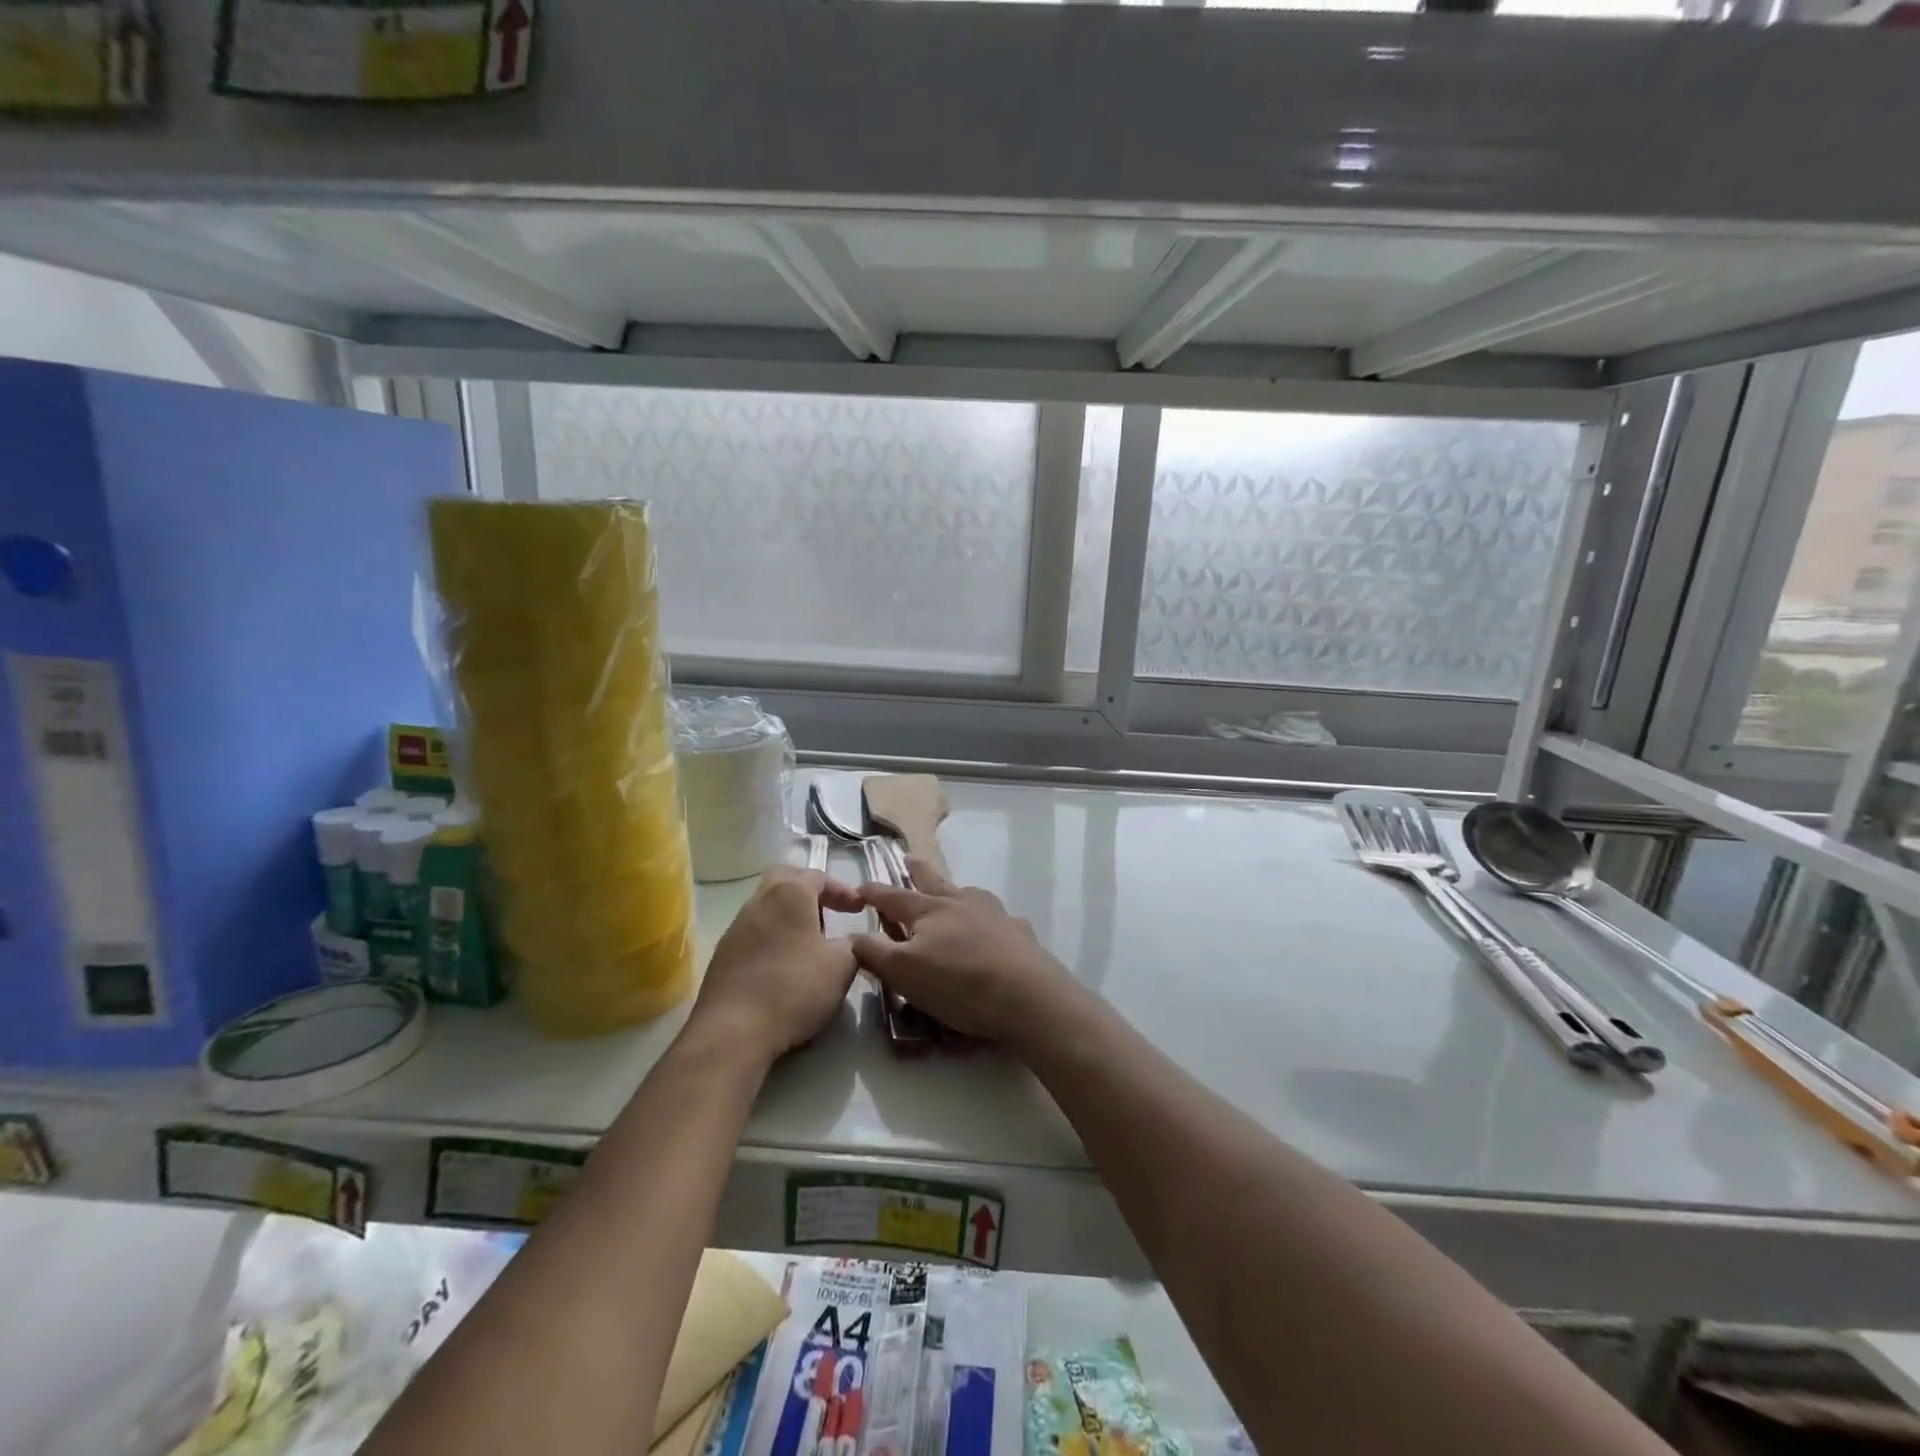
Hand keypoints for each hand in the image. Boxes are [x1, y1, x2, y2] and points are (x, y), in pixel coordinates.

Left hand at [692, 866, 863, 1062]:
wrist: (733, 1032)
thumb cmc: (794, 988)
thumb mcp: (841, 966)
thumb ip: (853, 945)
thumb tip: (852, 941)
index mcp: (789, 895)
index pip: (818, 876)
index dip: (842, 889)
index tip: (860, 908)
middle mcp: (758, 902)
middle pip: (784, 880)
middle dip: (809, 890)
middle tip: (829, 912)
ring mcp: (736, 928)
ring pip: (766, 906)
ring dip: (789, 916)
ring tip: (810, 942)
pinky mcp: (722, 956)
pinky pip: (753, 933)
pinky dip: (773, 937)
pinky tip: (784, 964)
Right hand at [853, 859, 1078, 1048]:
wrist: (1026, 995)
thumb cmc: (958, 984)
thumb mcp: (904, 974)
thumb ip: (875, 953)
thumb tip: (852, 934)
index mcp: (928, 911)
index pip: (893, 896)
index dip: (874, 892)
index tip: (860, 887)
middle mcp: (960, 902)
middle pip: (933, 881)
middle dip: (917, 870)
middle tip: (908, 858)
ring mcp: (993, 913)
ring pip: (968, 893)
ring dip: (956, 890)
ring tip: (952, 892)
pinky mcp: (1017, 932)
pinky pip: (999, 919)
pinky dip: (990, 919)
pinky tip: (994, 928)